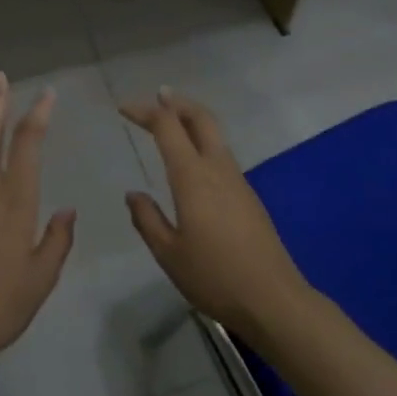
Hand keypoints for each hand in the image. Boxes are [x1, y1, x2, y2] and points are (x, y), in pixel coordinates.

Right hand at [120, 89, 310, 343]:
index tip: (123, 108)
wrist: (273, 300)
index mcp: (193, 177)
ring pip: (214, 134)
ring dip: (192, 119)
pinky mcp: (248, 196)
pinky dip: (203, 141)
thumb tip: (134, 194)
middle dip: (177, 102)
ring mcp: (237, 180)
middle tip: (157, 96)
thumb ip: (147, 219)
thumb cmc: (214, 277)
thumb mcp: (168, 253)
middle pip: (200, 118)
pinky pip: (221, 154)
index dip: (145, 111)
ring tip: (172, 120)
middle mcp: (217, 169)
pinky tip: (192, 160)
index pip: (167, 127)